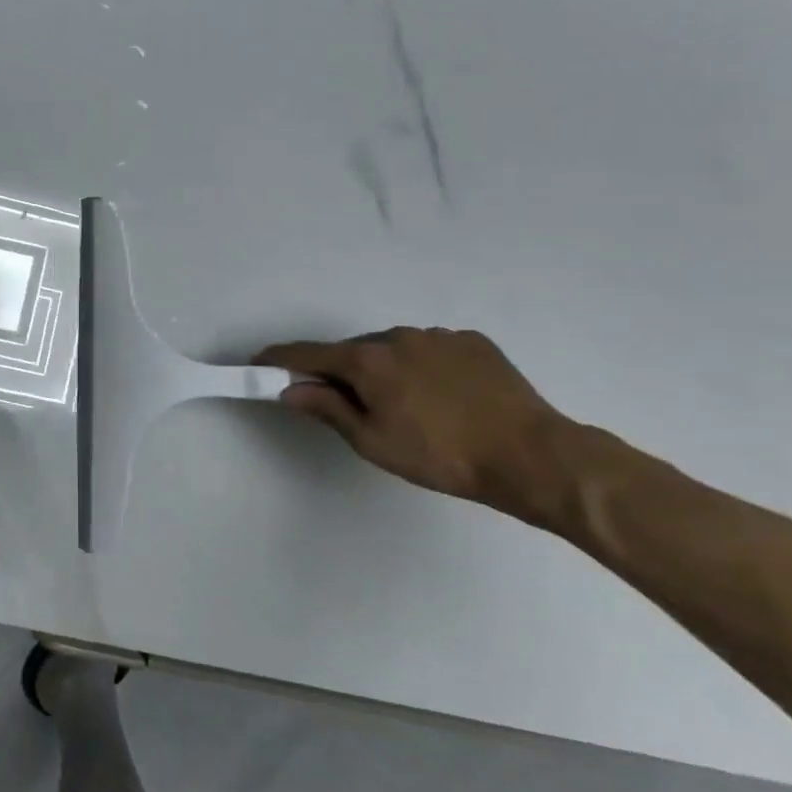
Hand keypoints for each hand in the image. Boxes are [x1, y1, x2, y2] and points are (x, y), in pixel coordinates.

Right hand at [256, 328, 582, 525]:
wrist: (532, 456)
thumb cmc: (440, 456)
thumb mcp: (373, 442)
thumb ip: (327, 409)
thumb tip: (290, 389)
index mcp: (367, 360)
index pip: (307, 354)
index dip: (279, 359)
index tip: (259, 363)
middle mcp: (397, 336)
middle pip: (352, 351)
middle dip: (339, 371)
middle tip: (344, 403)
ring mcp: (438, 335)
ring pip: (392, 348)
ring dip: (383, 368)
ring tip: (403, 406)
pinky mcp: (473, 342)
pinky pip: (429, 349)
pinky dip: (420, 366)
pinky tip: (440, 396)